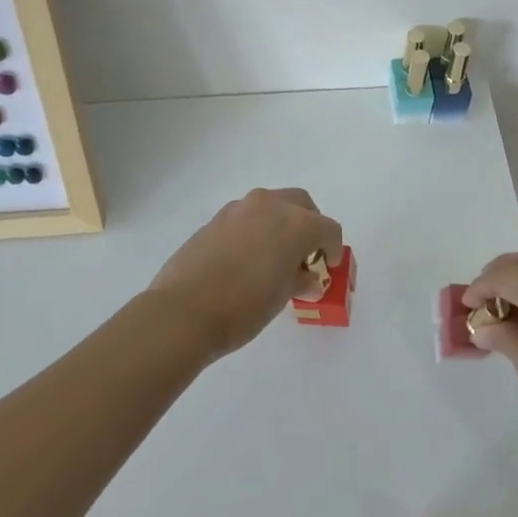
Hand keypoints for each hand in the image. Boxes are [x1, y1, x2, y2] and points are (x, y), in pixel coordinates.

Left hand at [147, 188, 343, 360]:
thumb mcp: (282, 297)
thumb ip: (299, 279)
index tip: (329, 266)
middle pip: (302, 205)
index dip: (333, 249)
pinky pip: (247, 217)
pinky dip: (256, 229)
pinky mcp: (216, 219)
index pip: (328, 229)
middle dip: (310, 225)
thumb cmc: (243, 307)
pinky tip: (249, 258)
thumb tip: (307, 277)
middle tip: (307, 254)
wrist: (184, 311)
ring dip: (281, 224)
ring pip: (272, 206)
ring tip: (276, 257)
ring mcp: (239, 209)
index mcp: (295, 223)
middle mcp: (269, 206)